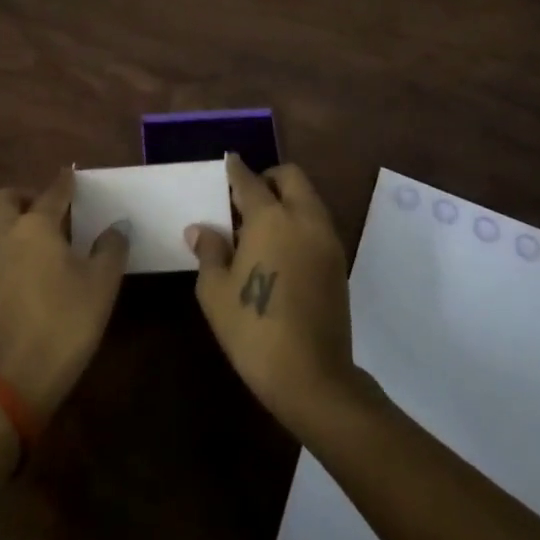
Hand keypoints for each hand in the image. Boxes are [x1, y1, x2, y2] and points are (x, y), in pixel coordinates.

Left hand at [0, 169, 129, 420]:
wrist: (18, 380)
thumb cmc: (66, 321)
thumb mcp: (102, 282)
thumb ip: (111, 247)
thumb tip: (116, 226)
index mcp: (35, 226)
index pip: (53, 192)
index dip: (66, 182)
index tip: (74, 174)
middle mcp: (6, 235)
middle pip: (6, 200)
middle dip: (26, 195)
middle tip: (52, 208)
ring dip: (14, 222)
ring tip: (44, 238)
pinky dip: (10, 247)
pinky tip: (32, 267)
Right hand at [188, 155, 358, 438]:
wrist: (312, 377)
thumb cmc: (253, 330)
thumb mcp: (215, 291)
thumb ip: (209, 251)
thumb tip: (200, 229)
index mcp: (271, 218)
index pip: (250, 180)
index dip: (236, 170)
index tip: (229, 162)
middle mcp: (303, 218)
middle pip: (290, 177)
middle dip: (268, 177)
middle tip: (246, 197)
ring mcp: (326, 239)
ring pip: (308, 198)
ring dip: (287, 198)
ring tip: (261, 226)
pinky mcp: (338, 262)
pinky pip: (317, 223)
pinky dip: (299, 220)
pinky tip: (280, 248)